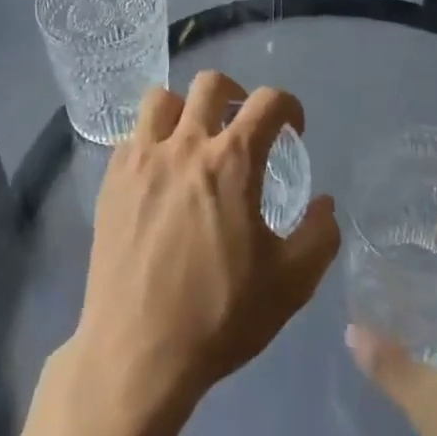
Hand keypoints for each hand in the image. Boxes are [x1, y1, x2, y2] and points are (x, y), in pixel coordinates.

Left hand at [67, 70, 340, 415]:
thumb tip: (325, 203)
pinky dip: (151, 141)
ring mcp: (143, 158)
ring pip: (162, 98)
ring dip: (184, 109)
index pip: (268, 101)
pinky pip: (132, 136)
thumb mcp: (291, 285)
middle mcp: (186, 144)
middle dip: (235, 94)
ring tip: (193, 139)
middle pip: (210, 84)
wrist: (138, 351)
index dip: (289, 105)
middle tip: (241, 124)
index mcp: (233, 161)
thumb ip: (319, 236)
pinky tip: (158, 174)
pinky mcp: (112, 178)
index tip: (292, 128)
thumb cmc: (219, 316)